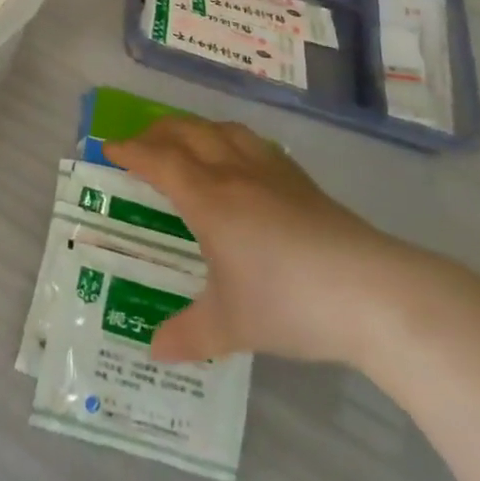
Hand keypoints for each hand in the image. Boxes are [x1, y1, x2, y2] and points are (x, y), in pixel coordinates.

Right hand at [105, 116, 452, 366]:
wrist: (371, 291)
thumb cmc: (289, 302)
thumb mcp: (231, 324)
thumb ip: (189, 334)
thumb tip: (154, 351)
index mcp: (208, 198)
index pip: (158, 160)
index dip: (130, 151)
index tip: (109, 148)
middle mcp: (234, 171)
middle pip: (187, 132)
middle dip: (157, 132)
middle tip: (140, 145)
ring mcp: (271, 170)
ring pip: (222, 129)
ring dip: (194, 129)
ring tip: (186, 142)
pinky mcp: (300, 179)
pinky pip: (252, 142)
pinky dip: (230, 139)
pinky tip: (239, 159)